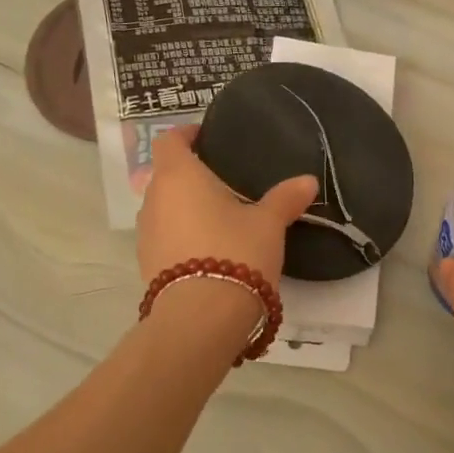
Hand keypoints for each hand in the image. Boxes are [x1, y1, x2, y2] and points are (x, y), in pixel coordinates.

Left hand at [137, 125, 317, 286]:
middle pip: (166, 175)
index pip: (170, 141)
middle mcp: (154, 199)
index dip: (186, 135)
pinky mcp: (147, 264)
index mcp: (178, 176)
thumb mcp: (268, 224)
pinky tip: (208, 248)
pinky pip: (164, 237)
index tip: (207, 137)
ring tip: (218, 217)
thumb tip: (308, 181)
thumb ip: (285, 199)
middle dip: (190, 175)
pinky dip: (182, 235)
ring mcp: (145, 233)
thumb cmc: (235, 251)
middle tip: (224, 181)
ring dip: (184, 208)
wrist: (201, 317)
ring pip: (164, 208)